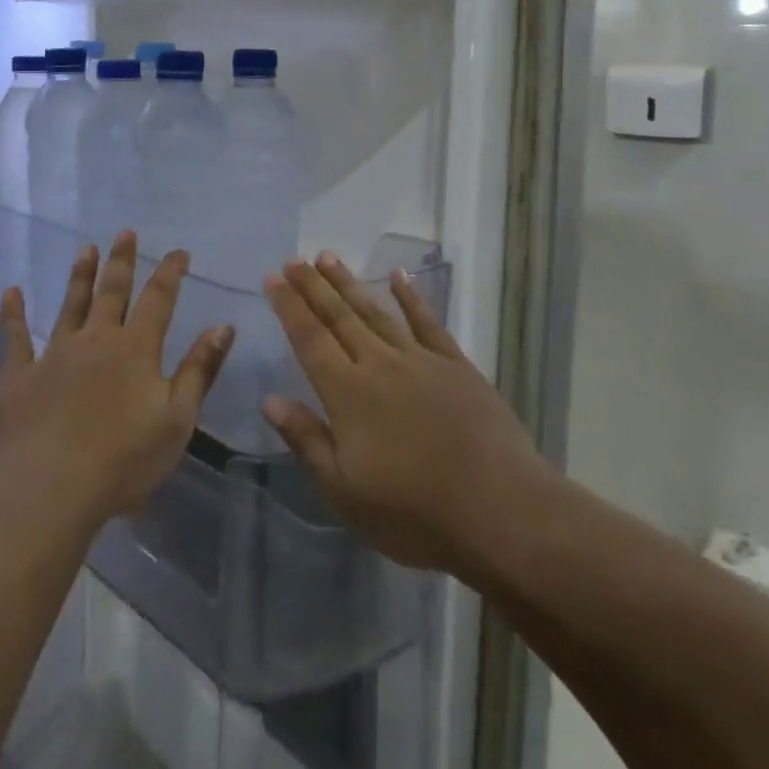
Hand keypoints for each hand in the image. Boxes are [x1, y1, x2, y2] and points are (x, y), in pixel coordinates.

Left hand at [0, 231, 234, 532]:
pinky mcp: (19, 377)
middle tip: (124, 232)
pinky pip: (15, 338)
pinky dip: (13, 314)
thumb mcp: (177, 419)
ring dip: (79, 276)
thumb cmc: (122, 460)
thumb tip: (223, 326)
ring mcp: (54, 356)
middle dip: (121, 261)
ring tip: (86, 249)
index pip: (159, 299)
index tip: (178, 251)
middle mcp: (96, 340)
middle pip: (112, 291)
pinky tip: (11, 292)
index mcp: (136, 349)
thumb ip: (200, 370)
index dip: (170, 273)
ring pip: (70, 305)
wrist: (48, 490)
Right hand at [262, 253, 552, 576]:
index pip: (309, 339)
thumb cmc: (414, 510)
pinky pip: (427, 322)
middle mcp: (379, 364)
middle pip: (339, 316)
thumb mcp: (344, 491)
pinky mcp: (455, 365)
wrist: (499, 507)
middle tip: (293, 259)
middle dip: (313, 286)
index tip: (272, 278)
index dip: (289, 306)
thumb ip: (307, 439)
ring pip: (376, 312)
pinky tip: (399, 277)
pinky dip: (411, 297)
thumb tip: (270, 398)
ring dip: (350, 283)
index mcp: (348, 393)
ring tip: (328, 257)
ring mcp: (420, 360)